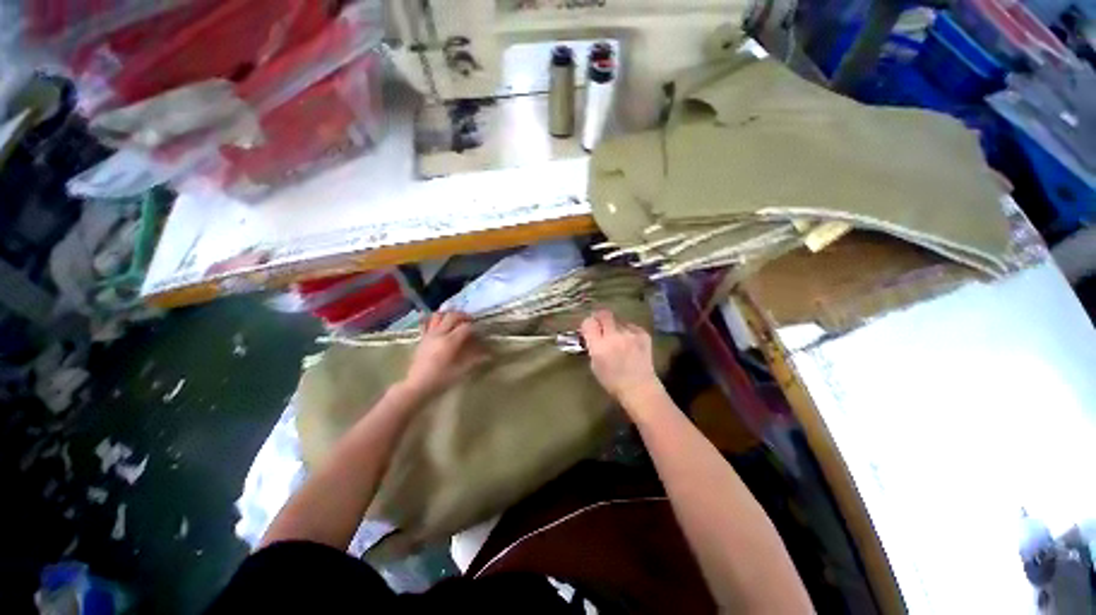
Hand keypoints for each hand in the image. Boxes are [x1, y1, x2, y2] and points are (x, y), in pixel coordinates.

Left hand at [401, 312, 485, 396]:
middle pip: (452, 316)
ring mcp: (429, 334)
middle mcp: (439, 334)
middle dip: (464, 316)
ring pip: (438, 315)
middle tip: (471, 322)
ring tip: (455, 321)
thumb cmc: (441, 380)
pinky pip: (428, 322)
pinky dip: (435, 320)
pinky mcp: (422, 338)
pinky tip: (441, 324)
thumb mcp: (461, 371)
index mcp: (449, 342)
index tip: (480, 332)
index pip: (466, 327)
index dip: (475, 327)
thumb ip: (474, 359)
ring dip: (448, 315)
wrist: (417, 386)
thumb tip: (488, 353)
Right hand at [580, 309, 660, 403]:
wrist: (639, 388)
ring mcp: (630, 334)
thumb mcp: (595, 365)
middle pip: (604, 314)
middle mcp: (614, 336)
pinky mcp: (643, 334)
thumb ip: (592, 347)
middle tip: (601, 324)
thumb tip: (592, 335)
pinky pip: (631, 326)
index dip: (588, 324)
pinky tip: (630, 342)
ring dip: (615, 326)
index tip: (589, 328)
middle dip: (600, 317)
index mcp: (599, 346)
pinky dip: (628, 331)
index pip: (589, 322)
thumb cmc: (613, 381)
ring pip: (618, 320)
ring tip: (618, 338)